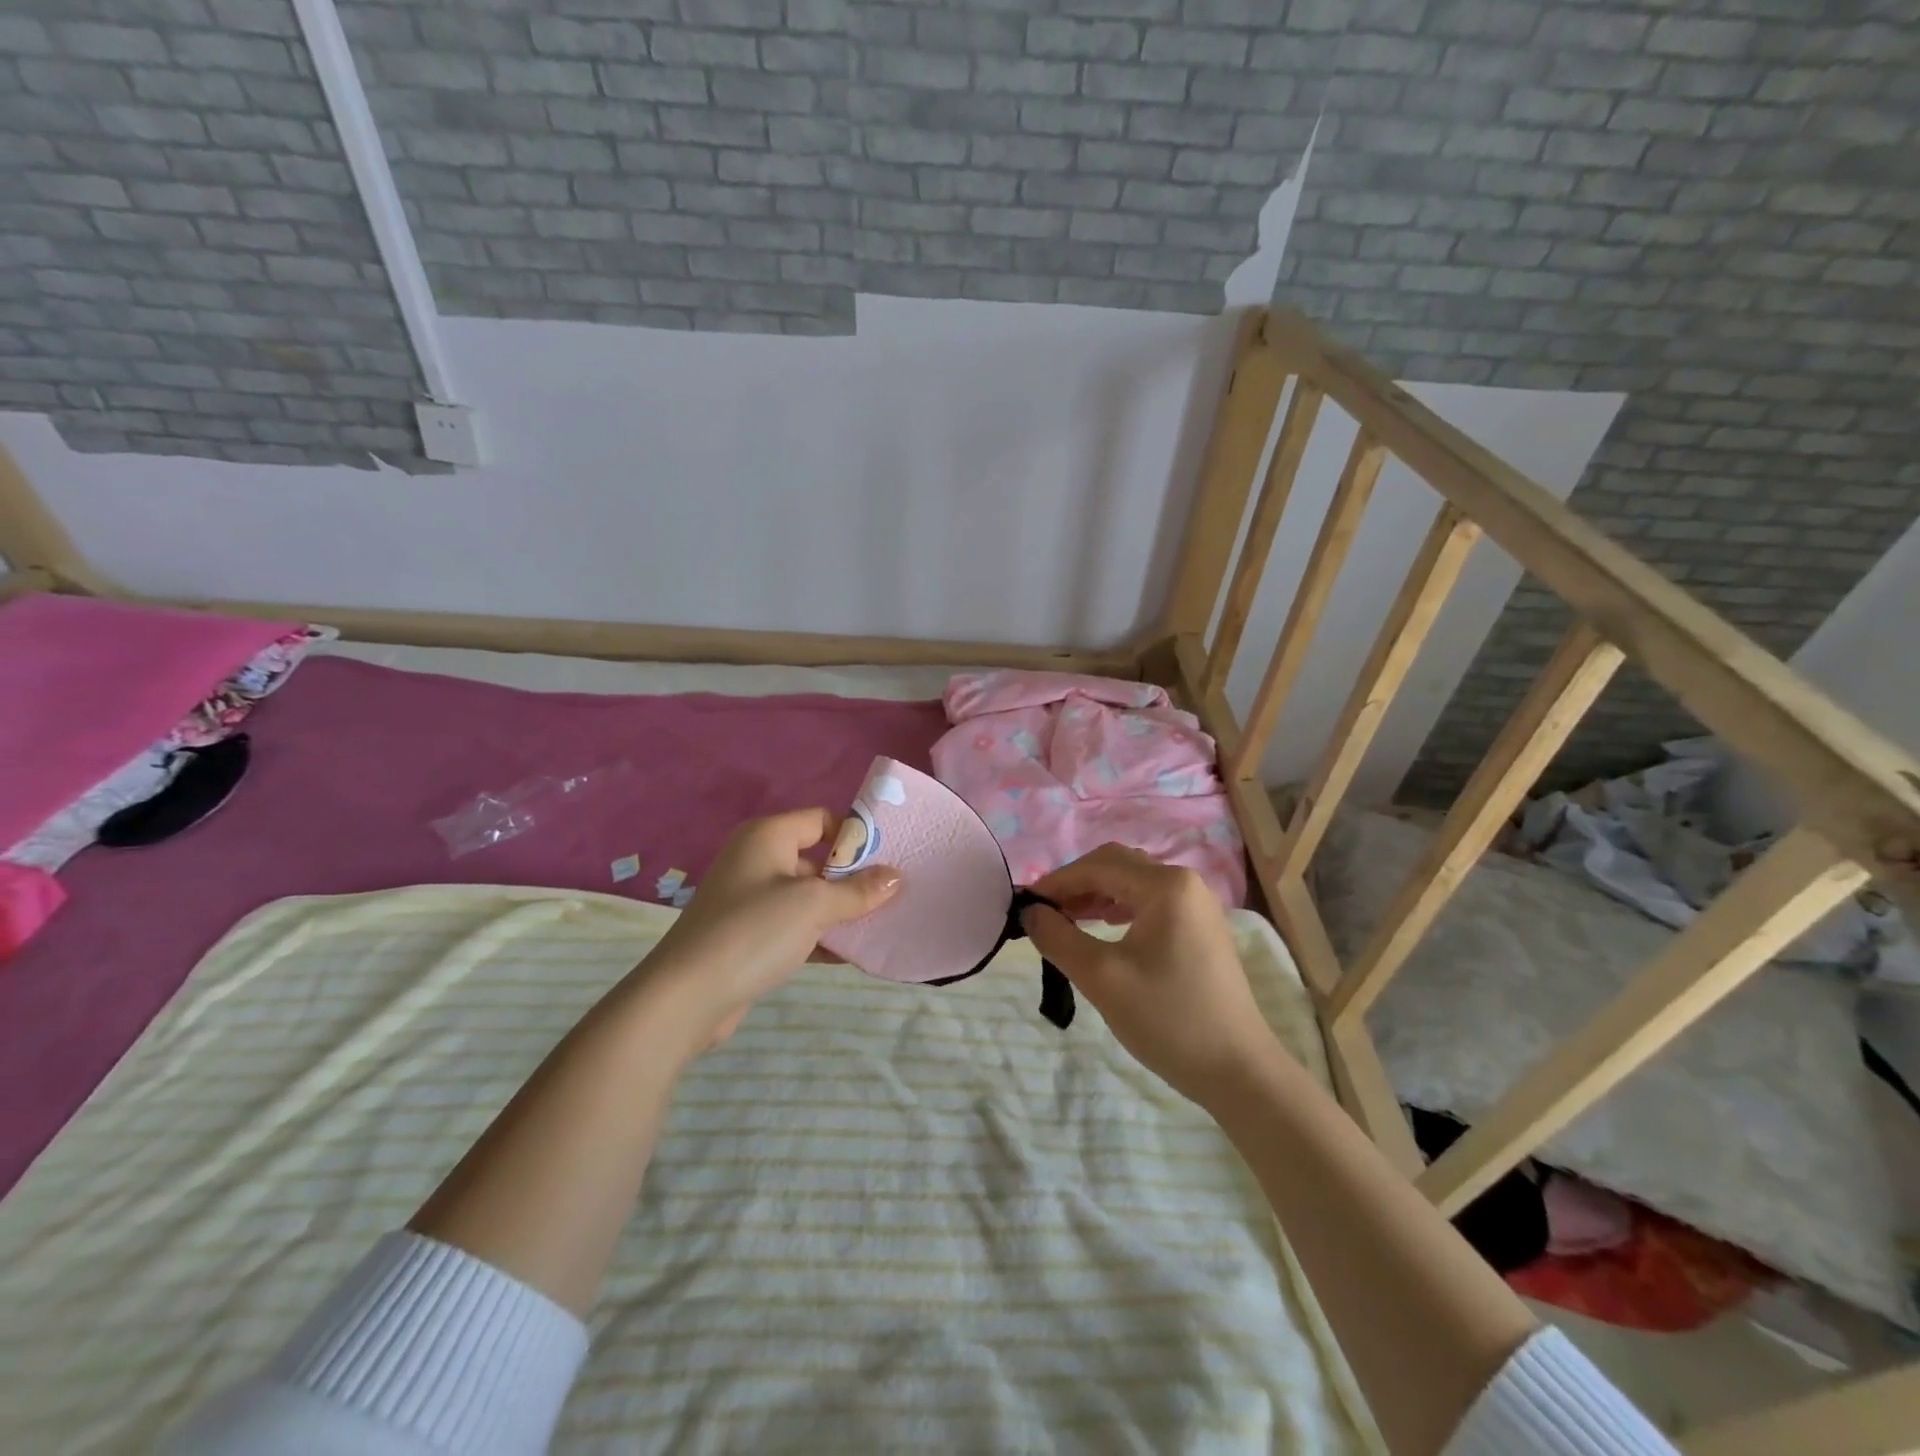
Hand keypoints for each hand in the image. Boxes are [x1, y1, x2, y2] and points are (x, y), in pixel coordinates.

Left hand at [635, 809, 899, 1053]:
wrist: (687, 996)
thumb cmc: (754, 931)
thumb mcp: (814, 905)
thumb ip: (858, 890)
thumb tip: (896, 876)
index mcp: (767, 836)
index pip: (821, 820)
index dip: (855, 836)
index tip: (891, 856)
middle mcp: (756, 860)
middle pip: (816, 860)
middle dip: (853, 878)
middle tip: (893, 894)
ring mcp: (749, 899)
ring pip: (807, 896)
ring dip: (839, 911)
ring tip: (881, 925)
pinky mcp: (747, 935)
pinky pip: (793, 926)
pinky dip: (819, 936)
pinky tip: (852, 954)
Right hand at [1023, 845, 1281, 1107]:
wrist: (1237, 1070)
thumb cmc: (1167, 1019)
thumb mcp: (1101, 978)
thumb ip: (1058, 937)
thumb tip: (1029, 912)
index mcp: (1165, 885)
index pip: (1097, 867)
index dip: (1056, 882)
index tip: (1024, 904)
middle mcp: (1185, 882)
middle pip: (1116, 866)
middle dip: (1075, 884)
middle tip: (1043, 912)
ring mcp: (1196, 904)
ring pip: (1132, 883)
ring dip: (1095, 895)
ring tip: (1064, 920)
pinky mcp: (1200, 927)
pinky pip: (1149, 902)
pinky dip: (1118, 908)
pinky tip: (1100, 928)